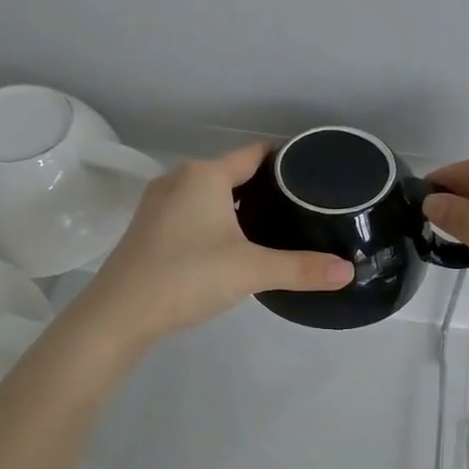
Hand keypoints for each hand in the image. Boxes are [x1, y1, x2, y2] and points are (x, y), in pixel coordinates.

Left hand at [71, 144, 352, 348]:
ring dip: (237, 204)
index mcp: (205, 175)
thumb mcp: (251, 270)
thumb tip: (348, 271)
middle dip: (264, 186)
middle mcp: (179, 179)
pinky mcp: (148, 228)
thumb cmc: (187, 276)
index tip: (313, 175)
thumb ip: (301, 268)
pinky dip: (215, 218)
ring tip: (272, 224)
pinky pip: (192, 211)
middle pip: (232, 172)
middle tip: (301, 206)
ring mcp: (158, 204)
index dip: (285, 161)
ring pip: (209, 193)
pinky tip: (230, 244)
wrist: (119, 313)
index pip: (254, 154)